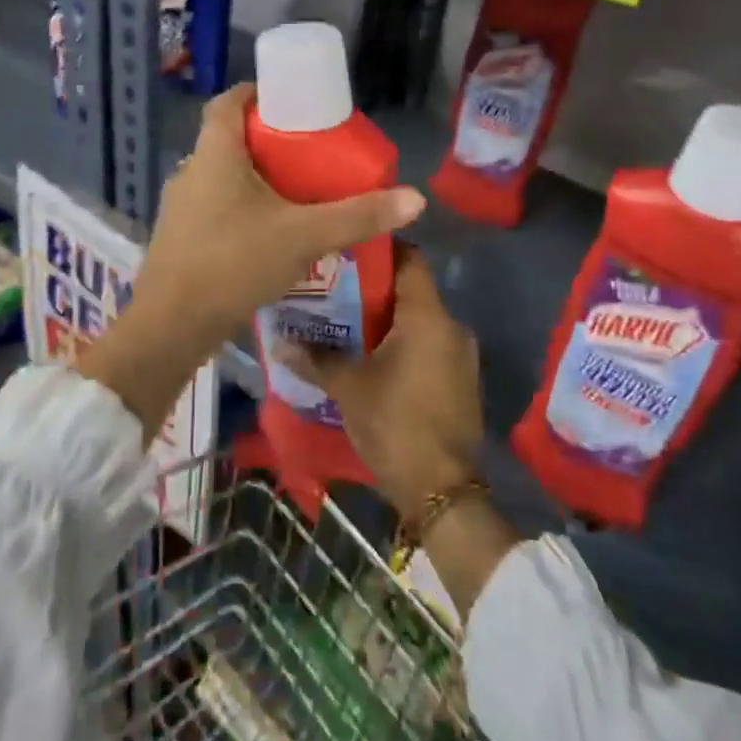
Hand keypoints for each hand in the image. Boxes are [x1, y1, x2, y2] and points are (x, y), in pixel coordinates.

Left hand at [131, 84, 425, 356]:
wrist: (172, 326)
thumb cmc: (234, 263)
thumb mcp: (304, 236)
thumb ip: (357, 216)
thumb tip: (415, 198)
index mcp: (214, 154)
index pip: (227, 102)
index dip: (256, 93)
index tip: (289, 99)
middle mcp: (191, 171)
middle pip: (228, 139)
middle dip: (266, 139)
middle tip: (307, 150)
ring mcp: (180, 207)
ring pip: (221, 176)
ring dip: (254, 177)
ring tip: (295, 191)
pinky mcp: (180, 237)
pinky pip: (215, 206)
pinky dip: (241, 207)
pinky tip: (268, 231)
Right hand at [281, 243, 483, 515]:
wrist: (443, 491)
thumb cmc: (395, 425)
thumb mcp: (349, 389)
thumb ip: (316, 358)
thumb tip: (279, 339)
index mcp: (428, 317)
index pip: (409, 258)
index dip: (379, 248)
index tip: (345, 250)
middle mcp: (451, 326)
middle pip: (411, 289)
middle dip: (373, 287)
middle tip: (333, 288)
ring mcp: (460, 354)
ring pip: (419, 319)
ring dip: (387, 318)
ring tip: (346, 321)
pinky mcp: (460, 379)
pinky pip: (428, 343)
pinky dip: (402, 341)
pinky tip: (371, 355)